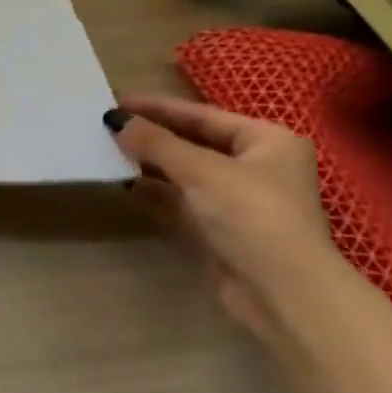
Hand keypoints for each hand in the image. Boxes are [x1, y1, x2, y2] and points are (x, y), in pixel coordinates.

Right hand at [107, 95, 342, 336]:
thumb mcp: (201, 171)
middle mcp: (257, 165)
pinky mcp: (222, 228)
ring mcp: (240, 199)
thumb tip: (116, 120)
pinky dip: (156, 191)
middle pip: (195, 141)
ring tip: (110, 150)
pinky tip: (127, 184)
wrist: (282, 292)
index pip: (203, 115)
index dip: (158, 107)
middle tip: (109, 124)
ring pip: (186, 171)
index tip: (116, 100)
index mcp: (268, 141)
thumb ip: (156, 143)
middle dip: (153, 134)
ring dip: (151, 162)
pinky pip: (182, 199)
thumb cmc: (251, 217)